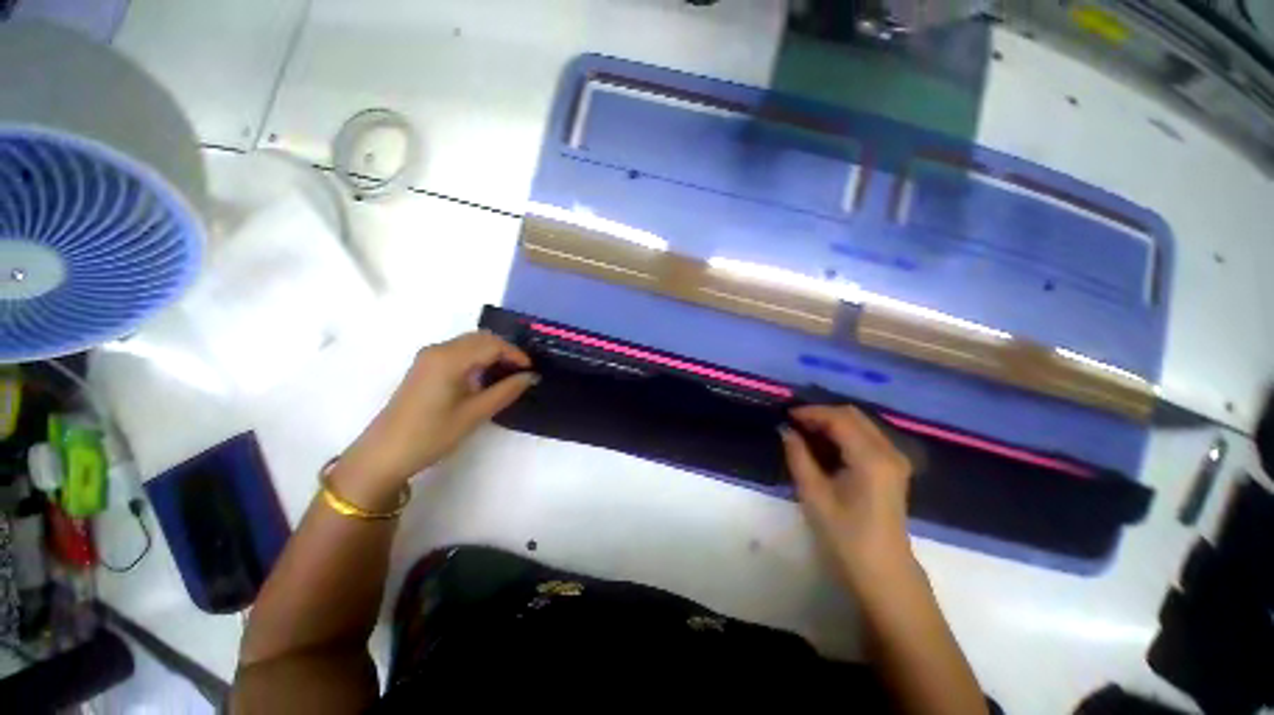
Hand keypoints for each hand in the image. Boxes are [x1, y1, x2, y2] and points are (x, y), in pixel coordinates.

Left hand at [333, 332, 536, 508]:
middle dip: (505, 350)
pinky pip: (458, 351)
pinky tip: (485, 375)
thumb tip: (531, 377)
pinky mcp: (424, 366)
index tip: (531, 371)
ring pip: (470, 343)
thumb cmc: (432, 435)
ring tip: (508, 373)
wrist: (384, 454)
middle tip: (522, 371)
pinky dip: (477, 357)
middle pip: (481, 338)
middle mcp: (438, 349)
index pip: (492, 345)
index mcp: (450, 358)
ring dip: (492, 352)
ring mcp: (428, 357)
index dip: (516, 354)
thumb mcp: (475, 414)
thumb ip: (506, 391)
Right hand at [780, 405, 915, 588]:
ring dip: (831, 422)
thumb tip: (785, 430)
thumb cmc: (845, 535)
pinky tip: (824, 444)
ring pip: (860, 423)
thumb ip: (798, 456)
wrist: (882, 570)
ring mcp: (895, 458)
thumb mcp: (814, 494)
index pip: (839, 418)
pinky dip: (843, 433)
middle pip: (853, 415)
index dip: (811, 412)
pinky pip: (865, 436)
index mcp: (871, 458)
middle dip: (821, 414)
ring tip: (804, 432)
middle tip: (794, 423)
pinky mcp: (893, 466)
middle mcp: (888, 451)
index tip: (786, 415)